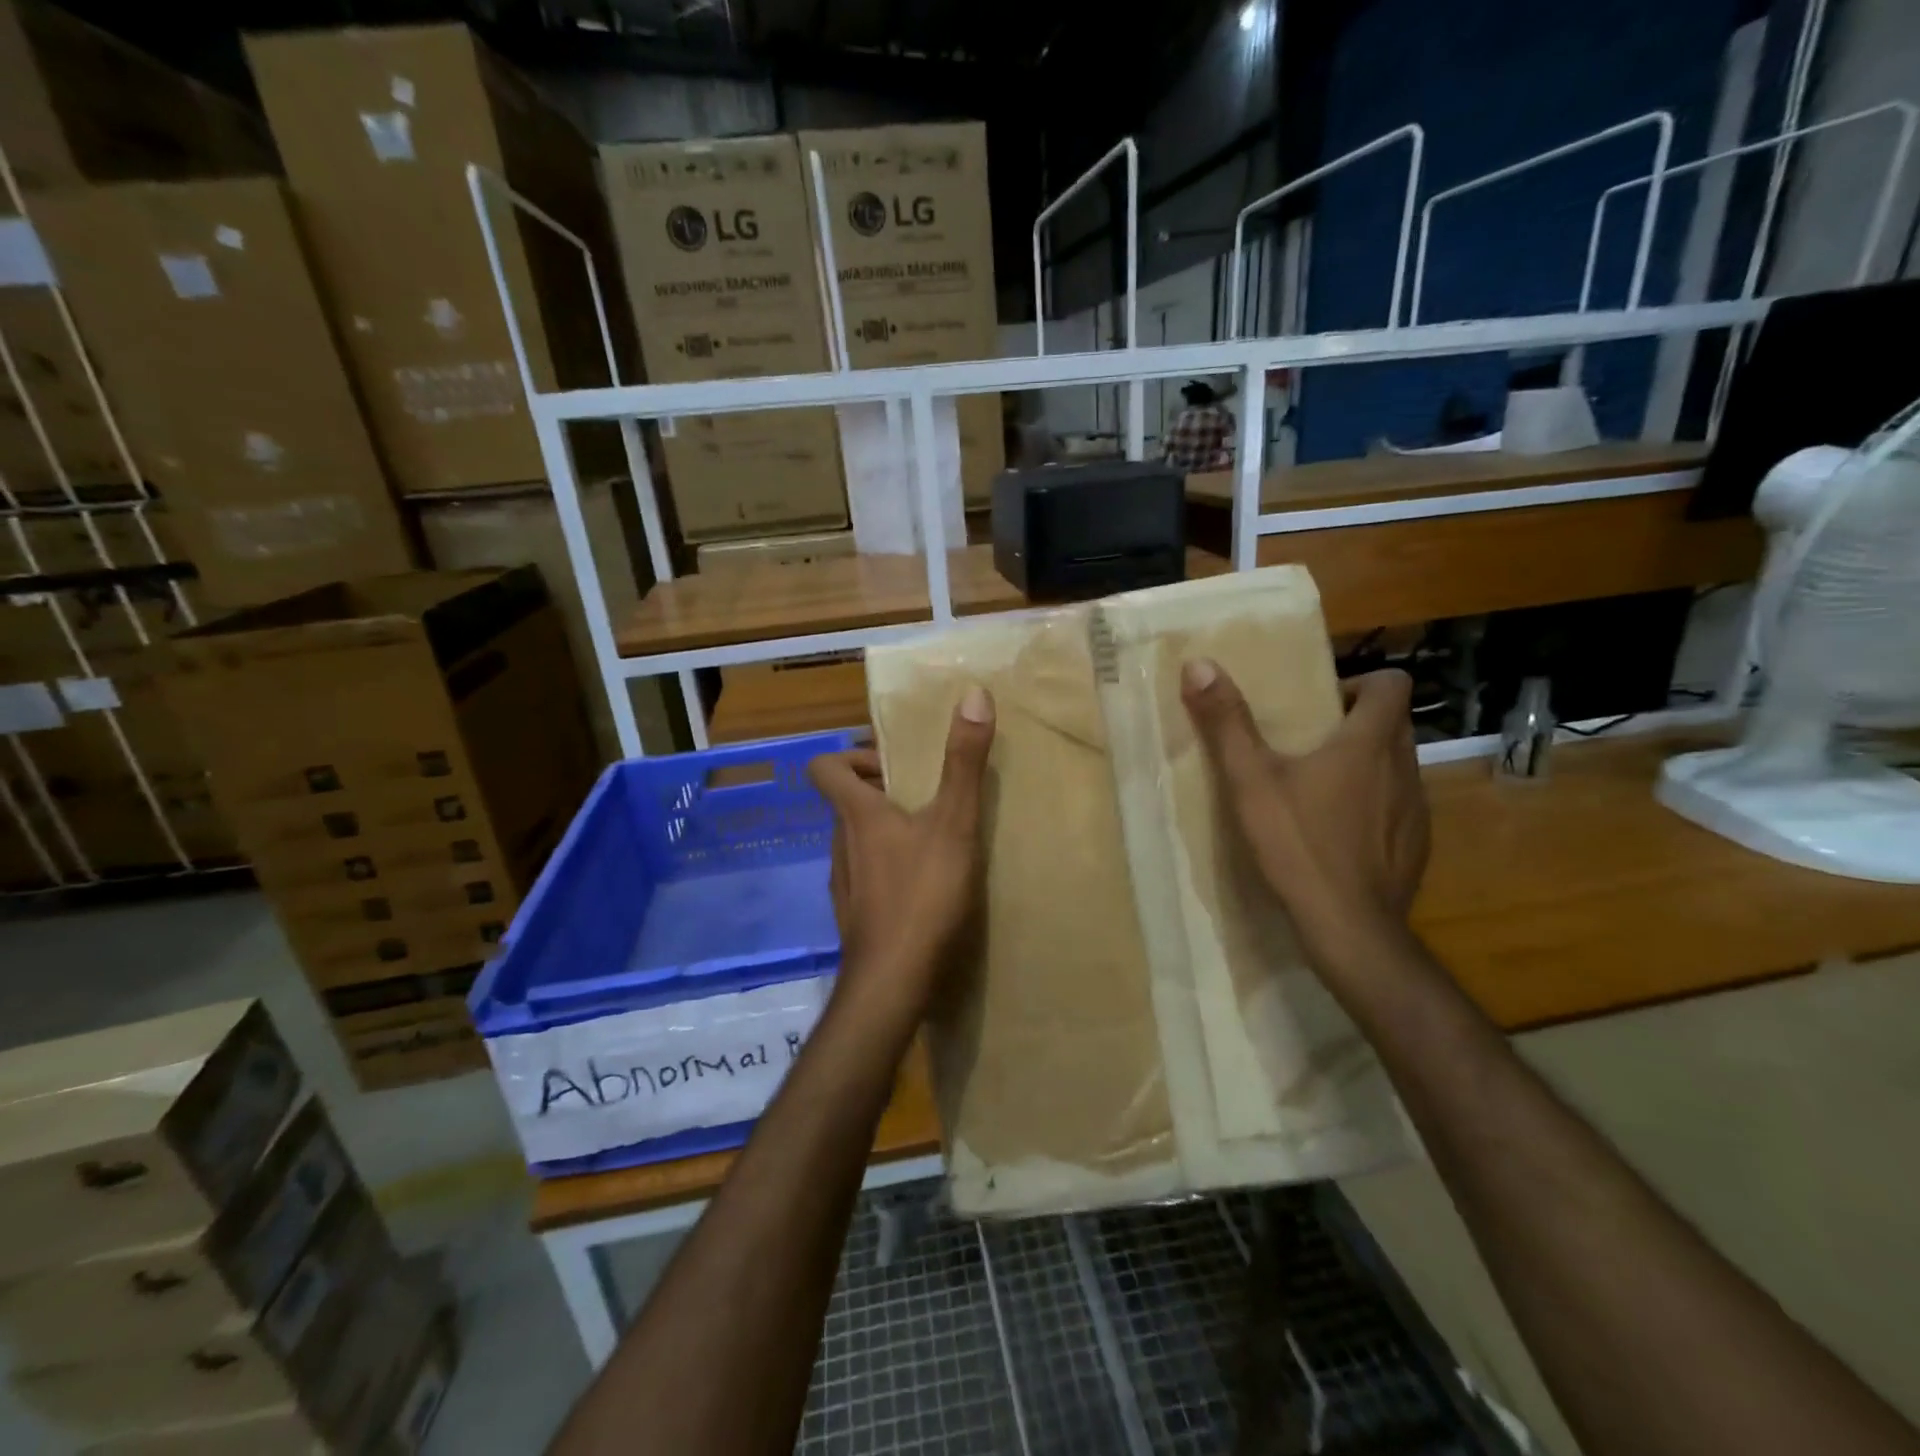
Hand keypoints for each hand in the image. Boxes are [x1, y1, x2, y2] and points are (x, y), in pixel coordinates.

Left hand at [808, 687, 995, 1025]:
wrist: (893, 981)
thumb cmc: (922, 894)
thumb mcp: (954, 822)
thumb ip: (963, 761)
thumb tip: (972, 693)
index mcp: (856, 814)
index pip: (824, 767)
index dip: (851, 755)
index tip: (891, 764)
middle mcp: (840, 844)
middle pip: (845, 803)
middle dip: (880, 793)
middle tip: (925, 799)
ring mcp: (843, 883)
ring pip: (856, 841)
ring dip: (885, 832)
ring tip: (930, 841)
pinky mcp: (854, 916)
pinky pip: (865, 876)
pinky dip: (886, 869)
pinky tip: (921, 889)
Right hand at [1181, 662, 1428, 972]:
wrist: (1349, 927)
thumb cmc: (1299, 843)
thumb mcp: (1250, 780)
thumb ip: (1227, 722)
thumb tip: (1199, 663)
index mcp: (1370, 742)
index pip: (1392, 683)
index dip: (1360, 683)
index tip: (1322, 705)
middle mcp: (1404, 768)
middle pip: (1392, 724)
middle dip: (1354, 724)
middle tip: (1306, 744)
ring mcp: (1417, 811)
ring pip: (1396, 767)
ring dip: (1365, 766)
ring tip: (1317, 790)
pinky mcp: (1417, 847)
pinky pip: (1398, 808)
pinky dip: (1373, 807)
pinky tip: (1337, 836)